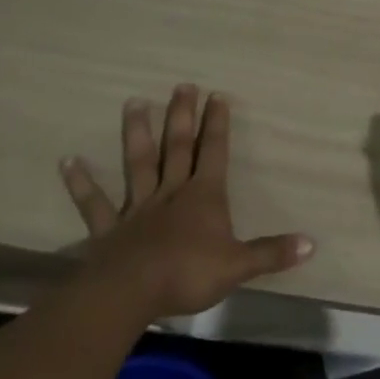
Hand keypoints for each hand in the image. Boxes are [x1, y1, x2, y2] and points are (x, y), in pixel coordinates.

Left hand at [60, 85, 313, 320]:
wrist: (131, 292)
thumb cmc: (188, 274)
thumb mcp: (238, 265)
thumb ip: (272, 252)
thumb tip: (312, 243)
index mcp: (203, 196)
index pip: (214, 153)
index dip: (217, 125)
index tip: (217, 95)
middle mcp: (171, 192)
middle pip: (178, 147)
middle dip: (182, 116)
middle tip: (182, 85)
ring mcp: (138, 207)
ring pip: (139, 163)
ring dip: (137, 133)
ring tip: (134, 101)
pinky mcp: (109, 229)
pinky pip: (94, 203)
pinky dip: (81, 182)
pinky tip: (68, 161)